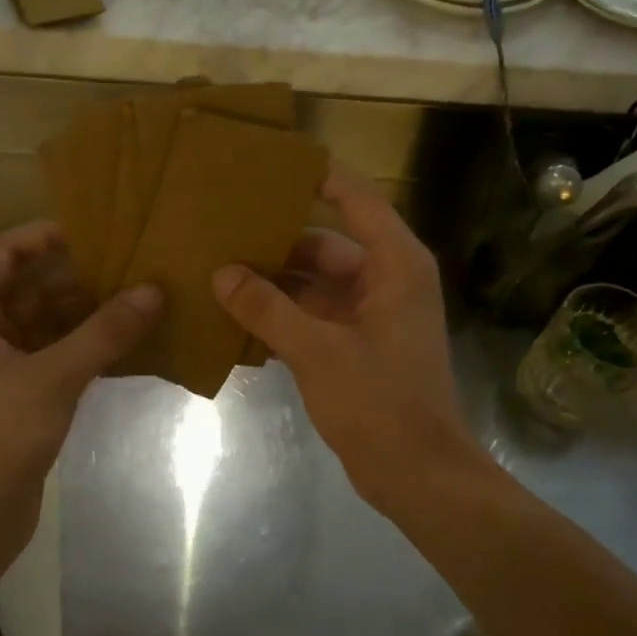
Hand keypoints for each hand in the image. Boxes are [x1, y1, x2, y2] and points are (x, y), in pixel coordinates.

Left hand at [0, 222, 161, 573]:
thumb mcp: (54, 376)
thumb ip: (104, 332)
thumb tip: (153, 291)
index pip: (5, 252)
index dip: (46, 235)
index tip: (97, 227)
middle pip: (30, 288)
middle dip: (77, 277)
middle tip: (132, 265)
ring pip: (45, 326)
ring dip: (85, 315)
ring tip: (138, 299)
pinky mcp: (18, 398)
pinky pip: (54, 358)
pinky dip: (84, 350)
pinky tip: (126, 345)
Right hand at [212, 166, 474, 511]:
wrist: (416, 472)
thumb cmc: (378, 402)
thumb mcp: (317, 350)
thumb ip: (268, 308)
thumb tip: (222, 273)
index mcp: (395, 266)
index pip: (357, 200)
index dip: (319, 177)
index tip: (272, 162)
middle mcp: (386, 281)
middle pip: (326, 244)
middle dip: (277, 241)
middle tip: (223, 228)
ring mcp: (371, 317)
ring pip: (315, 284)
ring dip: (274, 282)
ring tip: (219, 270)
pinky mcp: (356, 347)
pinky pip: (313, 317)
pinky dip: (282, 316)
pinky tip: (237, 316)